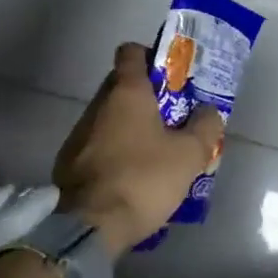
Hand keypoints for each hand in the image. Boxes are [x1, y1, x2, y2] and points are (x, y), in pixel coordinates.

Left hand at [54, 42, 224, 255]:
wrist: (89, 226)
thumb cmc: (142, 179)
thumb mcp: (189, 155)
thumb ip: (205, 126)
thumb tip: (209, 111)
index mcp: (126, 92)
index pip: (131, 51)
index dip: (151, 56)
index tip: (170, 75)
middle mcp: (98, 104)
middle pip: (121, 84)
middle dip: (146, 95)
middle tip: (172, 116)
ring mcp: (78, 133)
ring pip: (108, 116)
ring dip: (129, 126)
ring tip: (154, 150)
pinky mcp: (68, 162)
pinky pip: (96, 144)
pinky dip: (113, 151)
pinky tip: (130, 175)